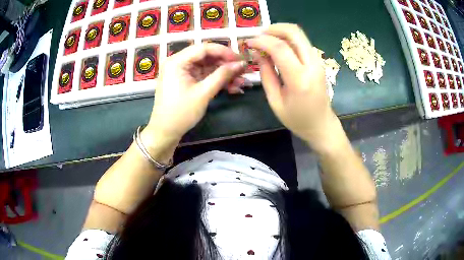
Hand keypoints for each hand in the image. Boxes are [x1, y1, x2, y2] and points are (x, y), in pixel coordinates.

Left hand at [141, 44, 245, 158]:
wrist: (165, 132)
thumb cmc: (181, 113)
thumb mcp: (203, 93)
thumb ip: (222, 75)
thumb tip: (241, 64)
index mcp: (177, 61)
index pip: (204, 48)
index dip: (224, 52)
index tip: (240, 59)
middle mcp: (178, 62)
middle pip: (206, 56)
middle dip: (226, 64)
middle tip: (243, 71)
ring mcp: (181, 71)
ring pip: (207, 66)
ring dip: (224, 74)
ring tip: (241, 82)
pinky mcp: (185, 80)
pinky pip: (203, 75)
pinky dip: (216, 80)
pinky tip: (232, 87)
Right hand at [246, 23, 342, 151]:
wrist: (322, 125)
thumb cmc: (297, 119)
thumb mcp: (275, 101)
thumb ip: (266, 74)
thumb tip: (257, 53)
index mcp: (299, 79)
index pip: (280, 48)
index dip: (262, 41)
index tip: (249, 42)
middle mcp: (312, 65)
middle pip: (294, 33)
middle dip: (273, 28)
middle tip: (258, 34)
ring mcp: (318, 61)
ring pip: (300, 34)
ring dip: (281, 32)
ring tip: (265, 39)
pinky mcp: (318, 61)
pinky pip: (302, 42)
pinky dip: (288, 39)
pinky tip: (277, 46)